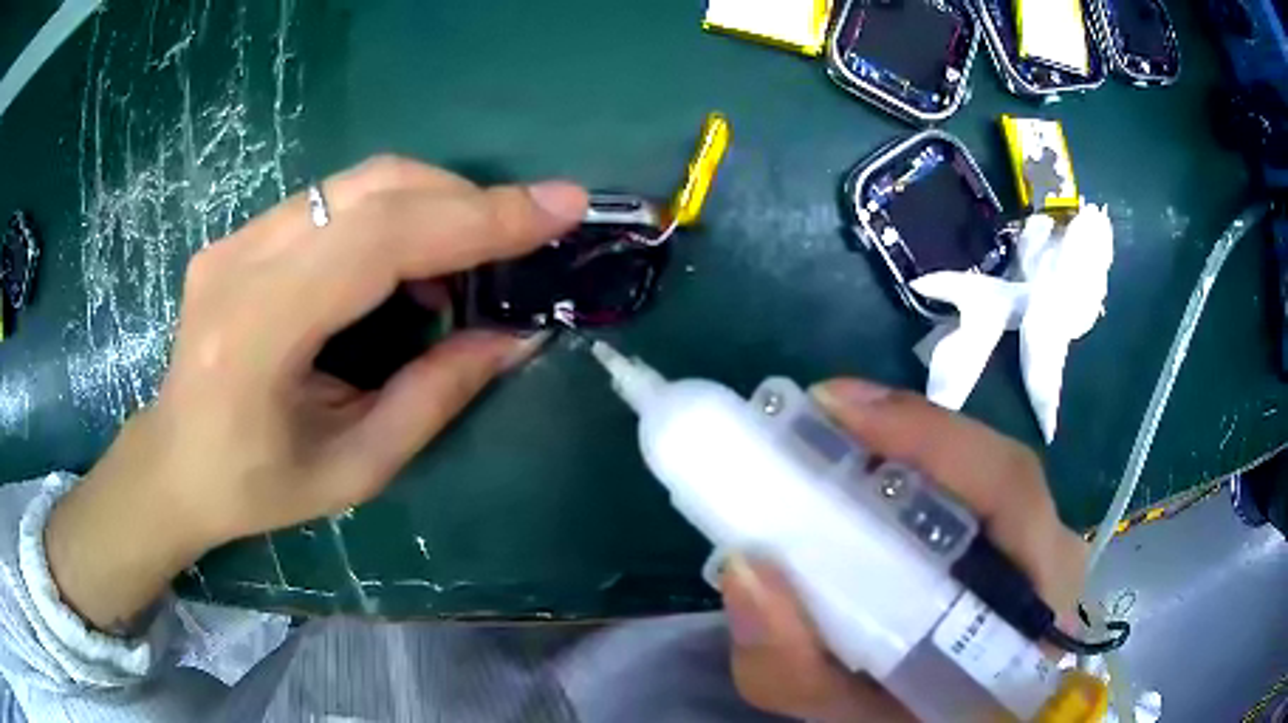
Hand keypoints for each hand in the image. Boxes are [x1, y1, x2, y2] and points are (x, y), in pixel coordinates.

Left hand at [46, 157, 587, 631]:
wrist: (174, 462)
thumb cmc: (257, 487)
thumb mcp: (355, 468)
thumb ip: (435, 396)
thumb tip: (516, 336)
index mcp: (259, 332)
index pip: (379, 241)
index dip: (477, 217)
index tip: (559, 208)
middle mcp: (240, 262)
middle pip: (373, 189)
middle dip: (467, 199)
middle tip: (528, 229)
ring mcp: (235, 237)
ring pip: (356, 182)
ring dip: (433, 201)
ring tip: (472, 253)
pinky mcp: (239, 232)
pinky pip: (333, 199)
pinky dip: (391, 213)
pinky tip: (408, 259)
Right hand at [720, 379, 1086, 721]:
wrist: (954, 719)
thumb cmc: (914, 721)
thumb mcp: (849, 717)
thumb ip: (794, 669)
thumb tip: (743, 568)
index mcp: (1035, 607)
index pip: (1010, 490)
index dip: (929, 436)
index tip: (834, 409)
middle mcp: (1050, 559)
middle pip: (992, 467)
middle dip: (904, 435)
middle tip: (814, 423)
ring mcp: (1042, 547)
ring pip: (981, 472)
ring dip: (905, 451)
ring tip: (828, 445)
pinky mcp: (1021, 545)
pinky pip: (972, 491)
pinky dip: (915, 475)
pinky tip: (865, 481)